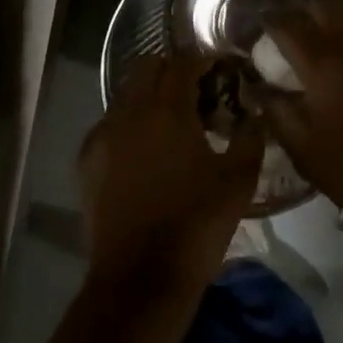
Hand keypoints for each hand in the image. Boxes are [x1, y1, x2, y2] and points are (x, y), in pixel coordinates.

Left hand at [79, 54, 265, 297]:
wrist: (139, 281)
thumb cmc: (196, 225)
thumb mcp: (239, 181)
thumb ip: (250, 136)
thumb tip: (254, 111)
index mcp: (168, 108)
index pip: (184, 60)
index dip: (204, 60)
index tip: (221, 72)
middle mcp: (130, 110)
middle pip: (148, 65)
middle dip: (173, 70)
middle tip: (196, 93)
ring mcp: (103, 134)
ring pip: (126, 93)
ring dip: (149, 95)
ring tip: (171, 123)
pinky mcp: (88, 160)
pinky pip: (110, 124)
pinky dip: (129, 124)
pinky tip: (145, 152)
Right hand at [254, 7, 342, 206]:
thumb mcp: (302, 147)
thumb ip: (276, 110)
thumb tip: (257, 86)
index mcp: (321, 64)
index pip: (288, 25)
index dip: (271, 17)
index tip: (261, 16)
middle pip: (326, 4)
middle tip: (296, 5)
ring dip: (338, 26)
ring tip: (330, 39)